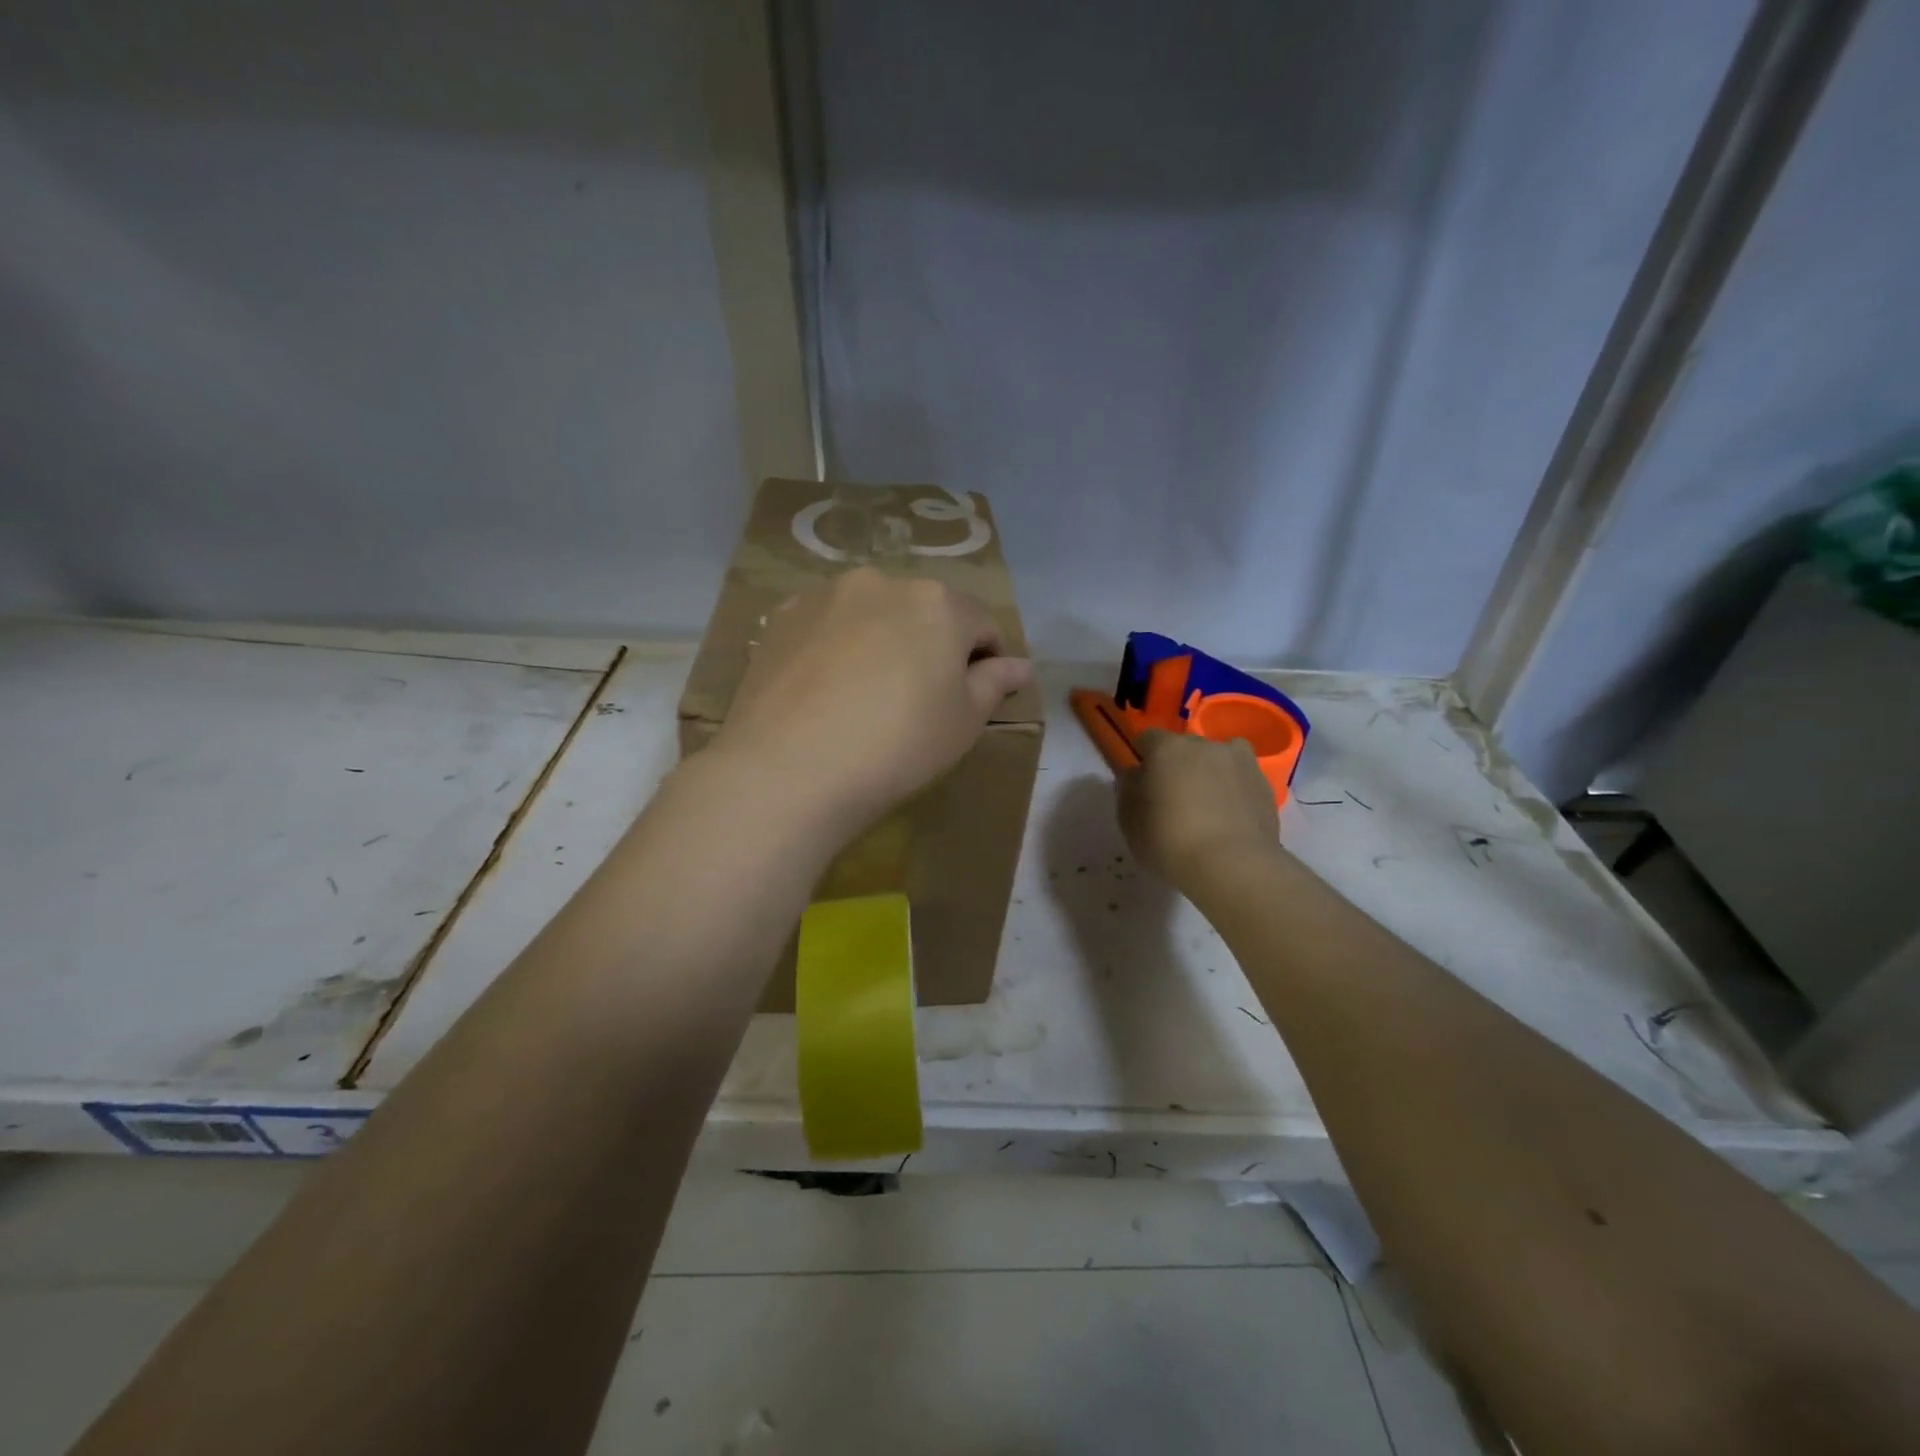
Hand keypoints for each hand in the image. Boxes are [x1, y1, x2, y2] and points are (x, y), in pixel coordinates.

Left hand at [716, 567, 1032, 834]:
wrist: (788, 769)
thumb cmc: (897, 745)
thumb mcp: (963, 722)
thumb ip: (994, 684)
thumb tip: (1019, 665)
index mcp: (938, 603)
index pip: (981, 623)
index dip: (987, 659)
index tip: (977, 694)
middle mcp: (882, 582)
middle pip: (923, 611)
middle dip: (931, 645)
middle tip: (920, 697)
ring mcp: (825, 596)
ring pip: (871, 614)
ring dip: (882, 640)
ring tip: (867, 692)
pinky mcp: (781, 618)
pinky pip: (826, 626)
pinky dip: (836, 646)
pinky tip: (826, 688)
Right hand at [1119, 729, 1280, 886]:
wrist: (1233, 865)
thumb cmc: (1168, 840)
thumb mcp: (1128, 820)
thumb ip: (1128, 789)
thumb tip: (1136, 775)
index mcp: (1167, 748)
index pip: (1148, 738)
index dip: (1143, 758)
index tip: (1141, 782)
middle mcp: (1205, 745)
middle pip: (1185, 748)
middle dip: (1178, 766)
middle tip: (1173, 799)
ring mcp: (1241, 762)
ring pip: (1218, 760)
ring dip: (1210, 774)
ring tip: (1207, 807)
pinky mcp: (1265, 785)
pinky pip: (1241, 781)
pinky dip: (1234, 793)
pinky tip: (1230, 820)